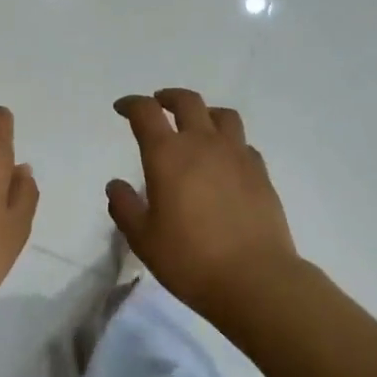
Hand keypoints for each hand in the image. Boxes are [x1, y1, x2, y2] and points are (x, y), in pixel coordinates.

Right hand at [107, 88, 298, 318]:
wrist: (255, 278)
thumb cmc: (189, 259)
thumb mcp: (143, 239)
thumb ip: (125, 207)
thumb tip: (116, 185)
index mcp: (168, 155)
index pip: (146, 113)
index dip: (131, 104)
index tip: (122, 108)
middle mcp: (203, 144)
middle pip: (187, 101)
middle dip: (168, 97)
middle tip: (158, 104)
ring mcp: (237, 155)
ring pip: (222, 115)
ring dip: (204, 112)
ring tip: (196, 125)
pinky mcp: (260, 172)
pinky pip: (243, 142)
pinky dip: (228, 141)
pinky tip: (224, 160)